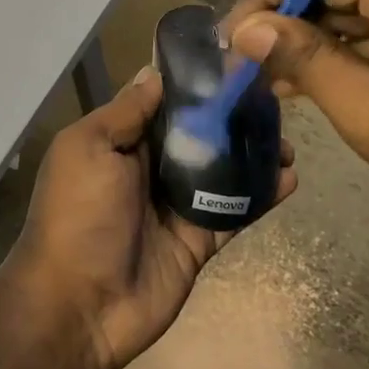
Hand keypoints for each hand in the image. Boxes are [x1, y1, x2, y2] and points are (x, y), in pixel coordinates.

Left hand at [3, 67, 296, 368]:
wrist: (78, 306)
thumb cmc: (78, 215)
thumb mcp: (88, 149)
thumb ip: (125, 113)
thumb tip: (154, 73)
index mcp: (120, 142)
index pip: (162, 103)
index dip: (194, 84)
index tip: (234, 62)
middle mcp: (148, 168)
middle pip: (198, 134)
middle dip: (232, 117)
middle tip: (274, 101)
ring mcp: (175, 205)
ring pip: (222, 170)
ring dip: (253, 154)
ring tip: (288, 141)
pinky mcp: (198, 240)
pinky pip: (234, 211)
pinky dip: (261, 195)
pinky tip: (290, 179)